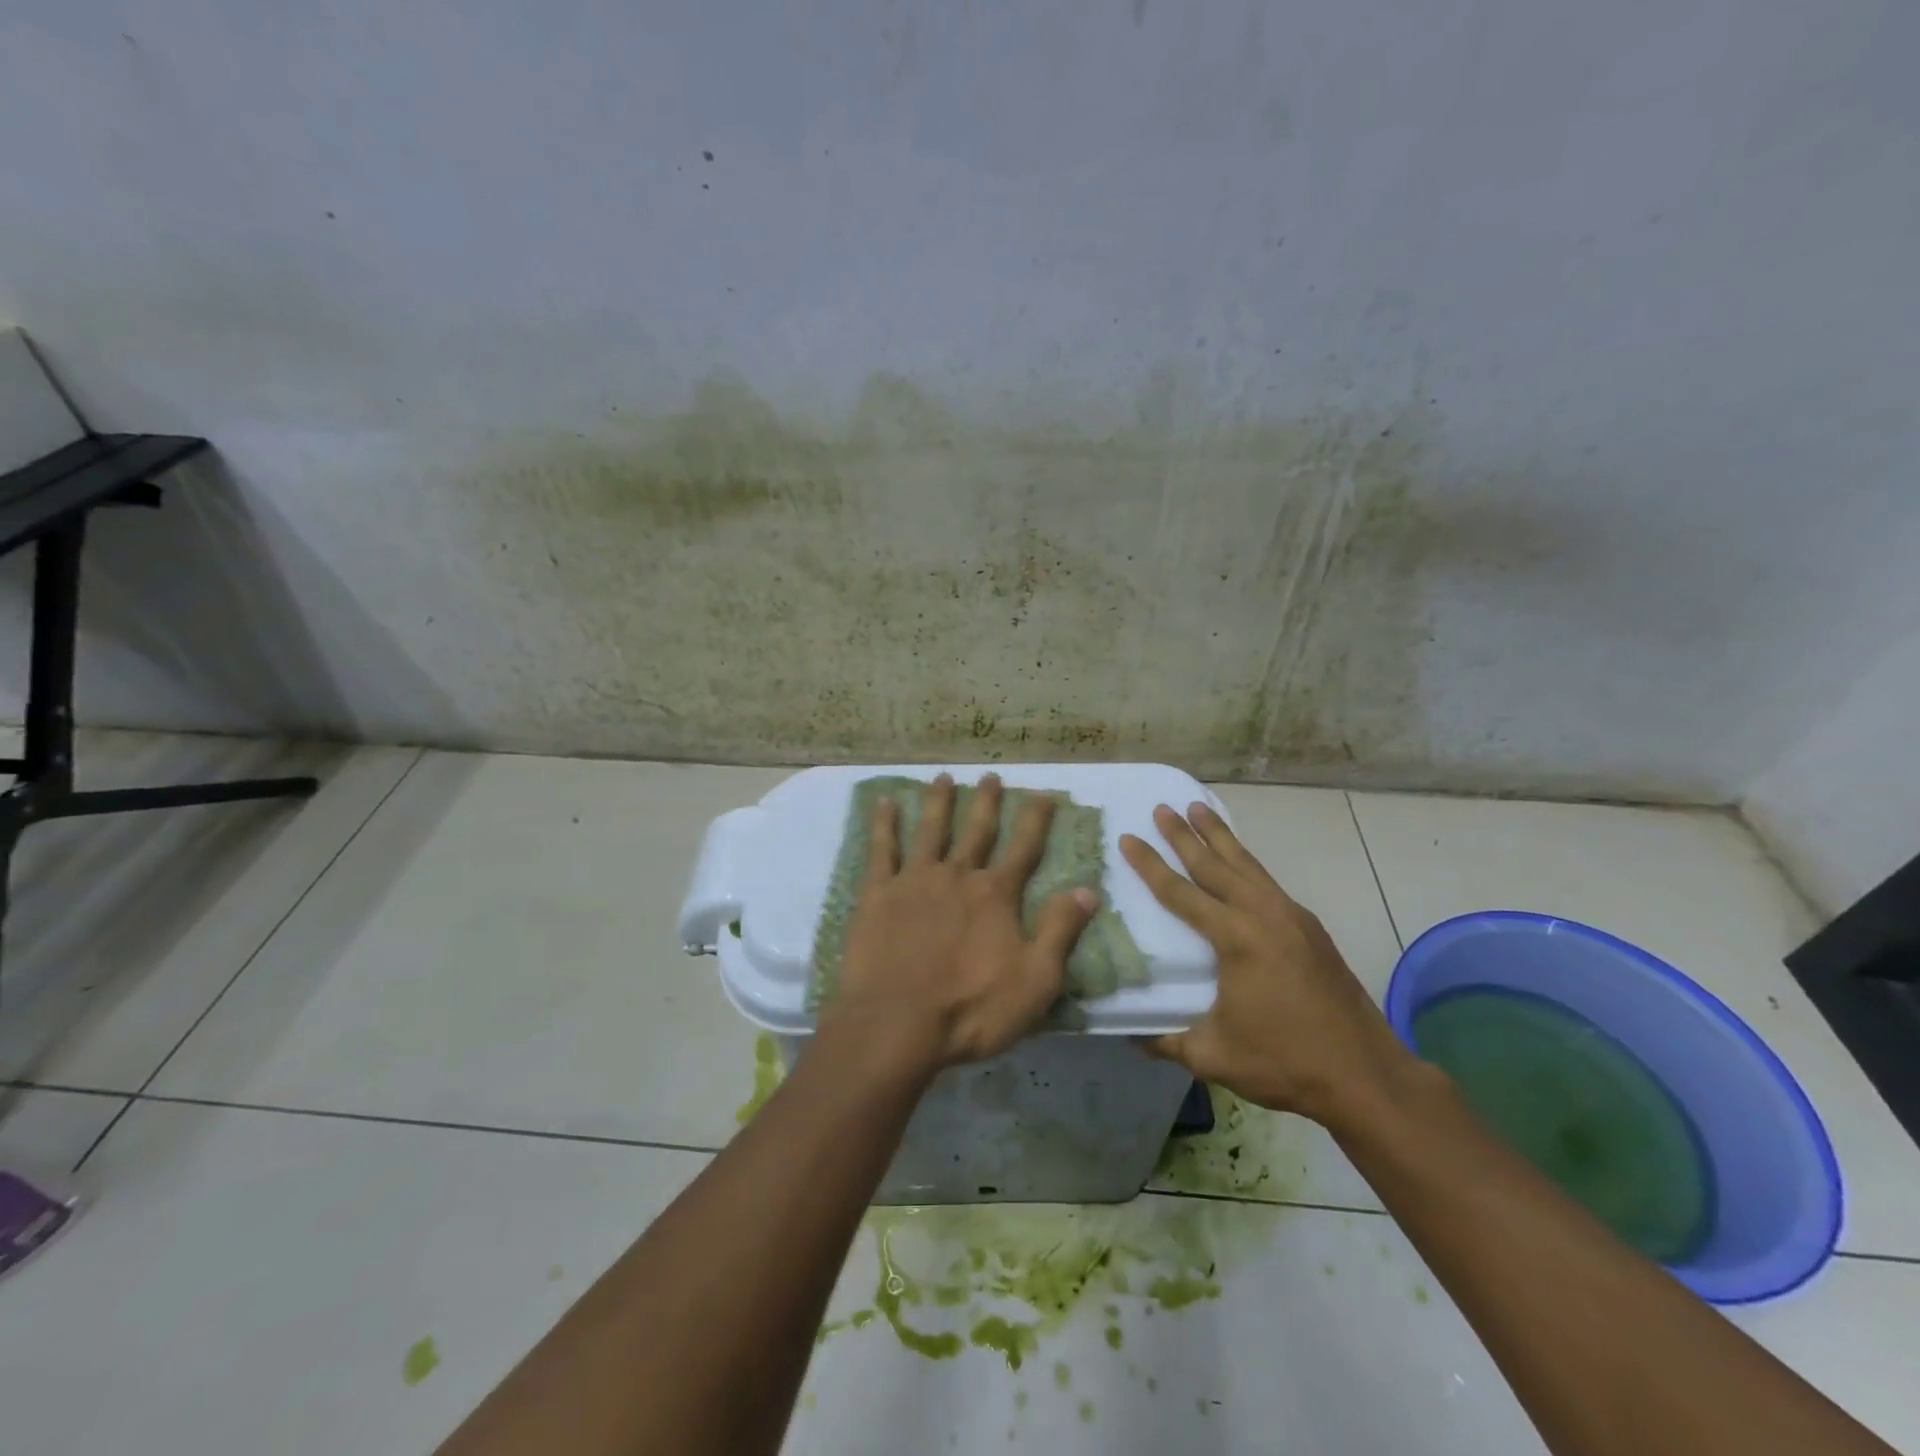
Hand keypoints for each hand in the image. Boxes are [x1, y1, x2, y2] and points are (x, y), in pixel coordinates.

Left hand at [822, 773, 1098, 1077]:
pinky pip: (881, 850)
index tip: (1043, 793)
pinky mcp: (878, 894)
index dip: (1035, 819)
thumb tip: (1088, 889)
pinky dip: (883, 824)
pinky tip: (884, 803)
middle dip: (986, 802)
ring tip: (942, 777)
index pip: (1023, 848)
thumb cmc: (971, 1009)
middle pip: (976, 830)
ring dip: (937, 802)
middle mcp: (957, 876)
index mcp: (996, 895)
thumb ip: (1061, 930)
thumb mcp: (1036, 980)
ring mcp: (914, 881)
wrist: (897, 1023)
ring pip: (930, 830)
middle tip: (990, 775)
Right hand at [1120, 803, 1416, 1130]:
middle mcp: (1262, 915)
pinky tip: (1239, 862)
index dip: (1150, 865)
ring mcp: (1291, 917)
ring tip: (1198, 808)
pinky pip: (1266, 880)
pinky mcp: (1309, 927)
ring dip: (1220, 836)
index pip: (1180, 892)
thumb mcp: (1213, 1056)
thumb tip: (1131, 1033)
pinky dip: (1245, 861)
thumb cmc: (1285, 1061)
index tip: (1128, 837)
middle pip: (1215, 864)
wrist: (1366, 1075)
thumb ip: (1167, 1041)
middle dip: (1185, 835)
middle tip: (1162, 808)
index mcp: (1235, 938)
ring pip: (1247, 864)